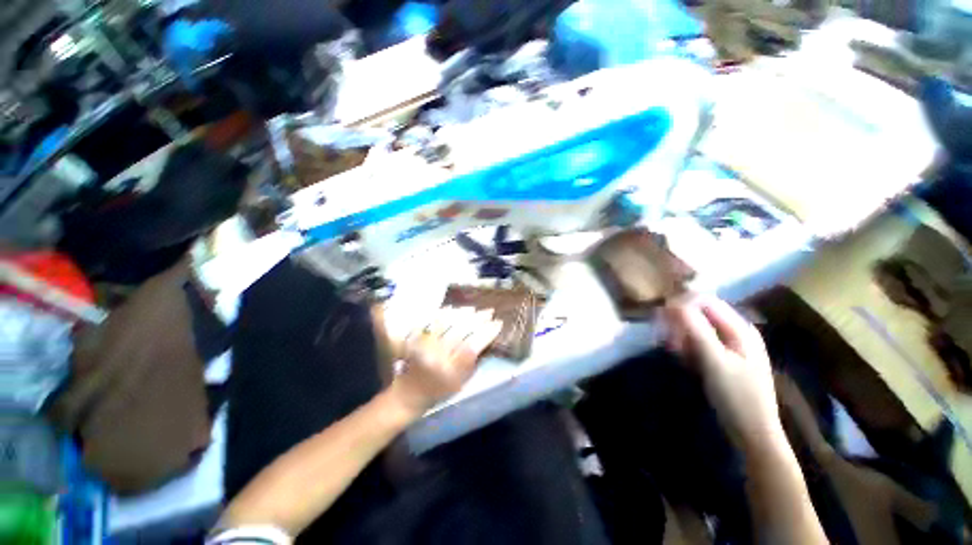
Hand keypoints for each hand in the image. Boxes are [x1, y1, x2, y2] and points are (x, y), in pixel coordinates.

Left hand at [389, 307, 502, 415]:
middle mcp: (438, 358)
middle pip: (461, 332)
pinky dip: (445, 313)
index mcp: (451, 373)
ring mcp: (426, 347)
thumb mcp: (462, 382)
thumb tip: (486, 338)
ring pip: (448, 323)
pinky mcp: (417, 340)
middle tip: (489, 311)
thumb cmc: (440, 391)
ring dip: (463, 314)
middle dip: (478, 319)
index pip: (472, 347)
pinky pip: (432, 322)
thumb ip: (474, 362)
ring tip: (475, 309)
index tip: (497, 323)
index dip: (486, 333)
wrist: (410, 393)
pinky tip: (454, 309)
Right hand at [664, 294, 782, 450]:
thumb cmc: (736, 396)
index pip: (705, 301)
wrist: (751, 432)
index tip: (661, 319)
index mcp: (740, 328)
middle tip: (667, 340)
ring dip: (681, 335)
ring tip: (674, 352)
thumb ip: (696, 329)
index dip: (681, 304)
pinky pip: (698, 342)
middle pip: (700, 313)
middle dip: (679, 322)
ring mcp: (729, 345)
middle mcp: (735, 331)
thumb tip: (674, 302)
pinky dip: (686, 347)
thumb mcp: (715, 361)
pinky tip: (682, 359)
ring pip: (696, 328)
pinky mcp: (721, 357)